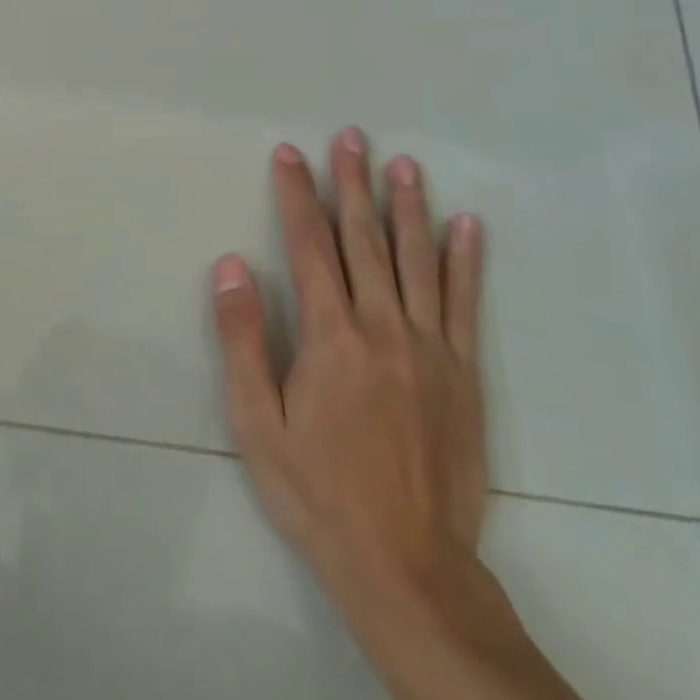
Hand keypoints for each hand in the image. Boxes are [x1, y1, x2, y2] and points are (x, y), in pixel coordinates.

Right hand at [212, 130, 487, 632]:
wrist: (406, 562)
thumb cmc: (317, 490)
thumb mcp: (258, 421)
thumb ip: (243, 338)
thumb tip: (231, 265)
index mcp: (330, 335)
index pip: (308, 245)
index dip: (297, 195)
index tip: (291, 154)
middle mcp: (382, 325)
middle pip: (364, 238)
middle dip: (353, 183)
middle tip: (351, 137)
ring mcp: (429, 346)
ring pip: (417, 259)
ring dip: (408, 206)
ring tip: (404, 165)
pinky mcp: (463, 371)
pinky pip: (464, 302)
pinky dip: (466, 260)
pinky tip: (468, 226)